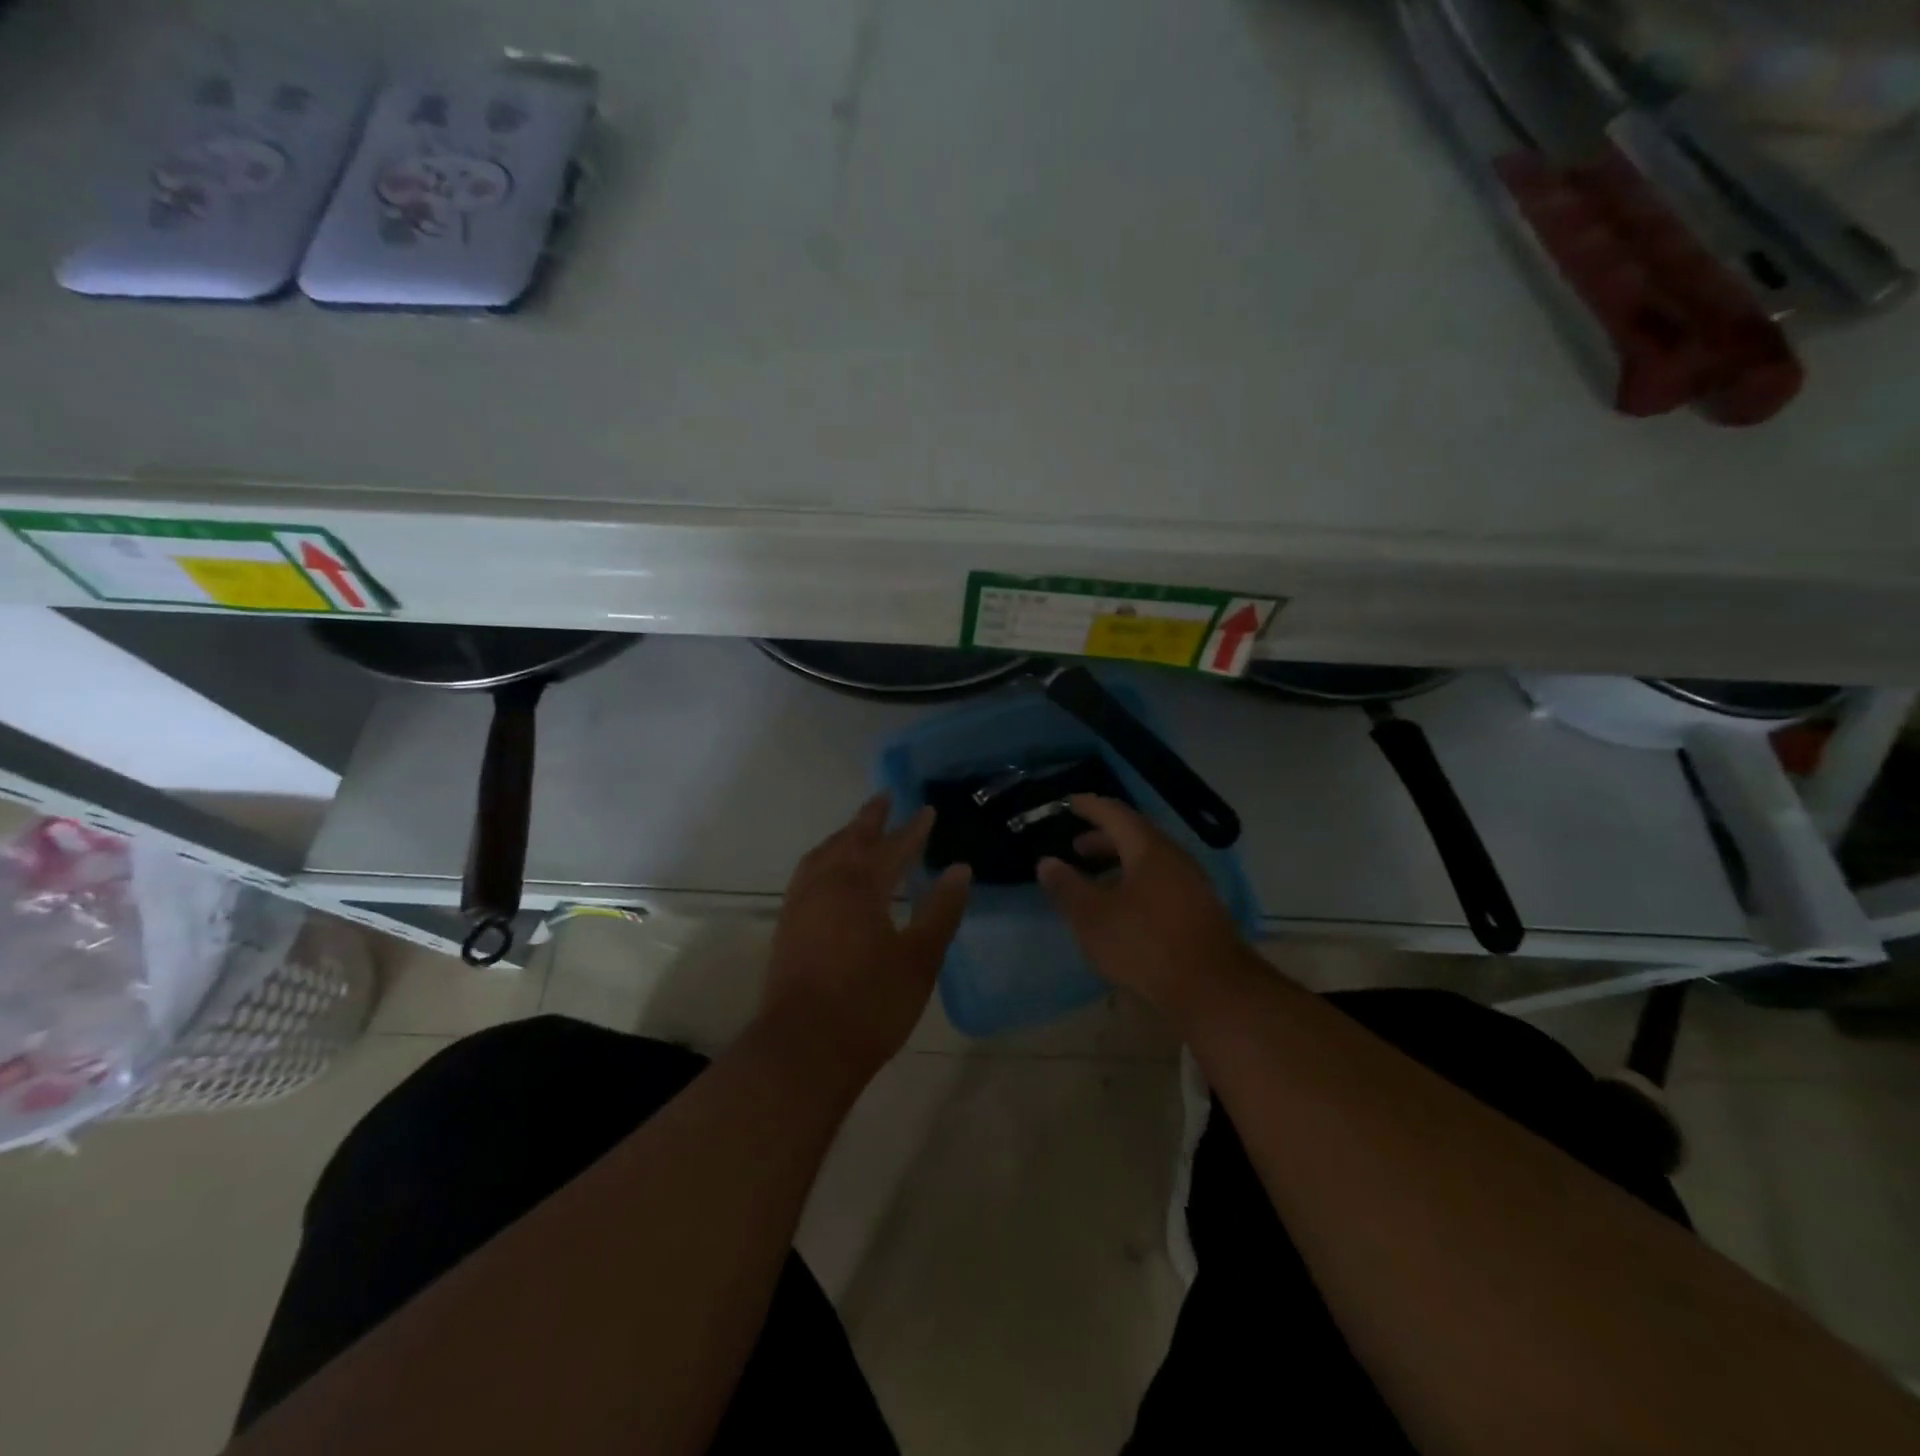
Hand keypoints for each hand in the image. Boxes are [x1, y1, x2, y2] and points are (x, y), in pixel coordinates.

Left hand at [761, 794, 970, 1077]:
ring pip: (823, 854)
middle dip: (871, 818)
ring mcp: (801, 903)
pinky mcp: (788, 925)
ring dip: (843, 836)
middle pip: (851, 839)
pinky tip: (827, 874)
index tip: (927, 810)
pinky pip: (807, 874)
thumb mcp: (920, 958)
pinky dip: (824, 859)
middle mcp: (827, 883)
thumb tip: (960, 870)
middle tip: (885, 798)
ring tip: (856, 829)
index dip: (913, 828)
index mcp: (861, 885)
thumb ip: (941, 910)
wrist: (804, 1048)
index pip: (893, 846)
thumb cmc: (871, 1003)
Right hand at [1038, 795, 1253, 1025]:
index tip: (1068, 803)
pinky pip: (1160, 881)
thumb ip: (1067, 886)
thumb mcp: (1093, 916)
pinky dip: (1135, 881)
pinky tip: (1123, 908)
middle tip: (1076, 848)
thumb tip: (1047, 862)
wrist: (1213, 990)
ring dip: (1119, 863)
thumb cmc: (1145, 944)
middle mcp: (1174, 857)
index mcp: (1148, 848)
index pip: (1114, 813)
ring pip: (1149, 860)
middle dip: (1102, 838)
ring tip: (1095, 880)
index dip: (1089, 806)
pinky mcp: (1199, 910)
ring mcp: (1191, 883)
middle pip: (1135, 835)